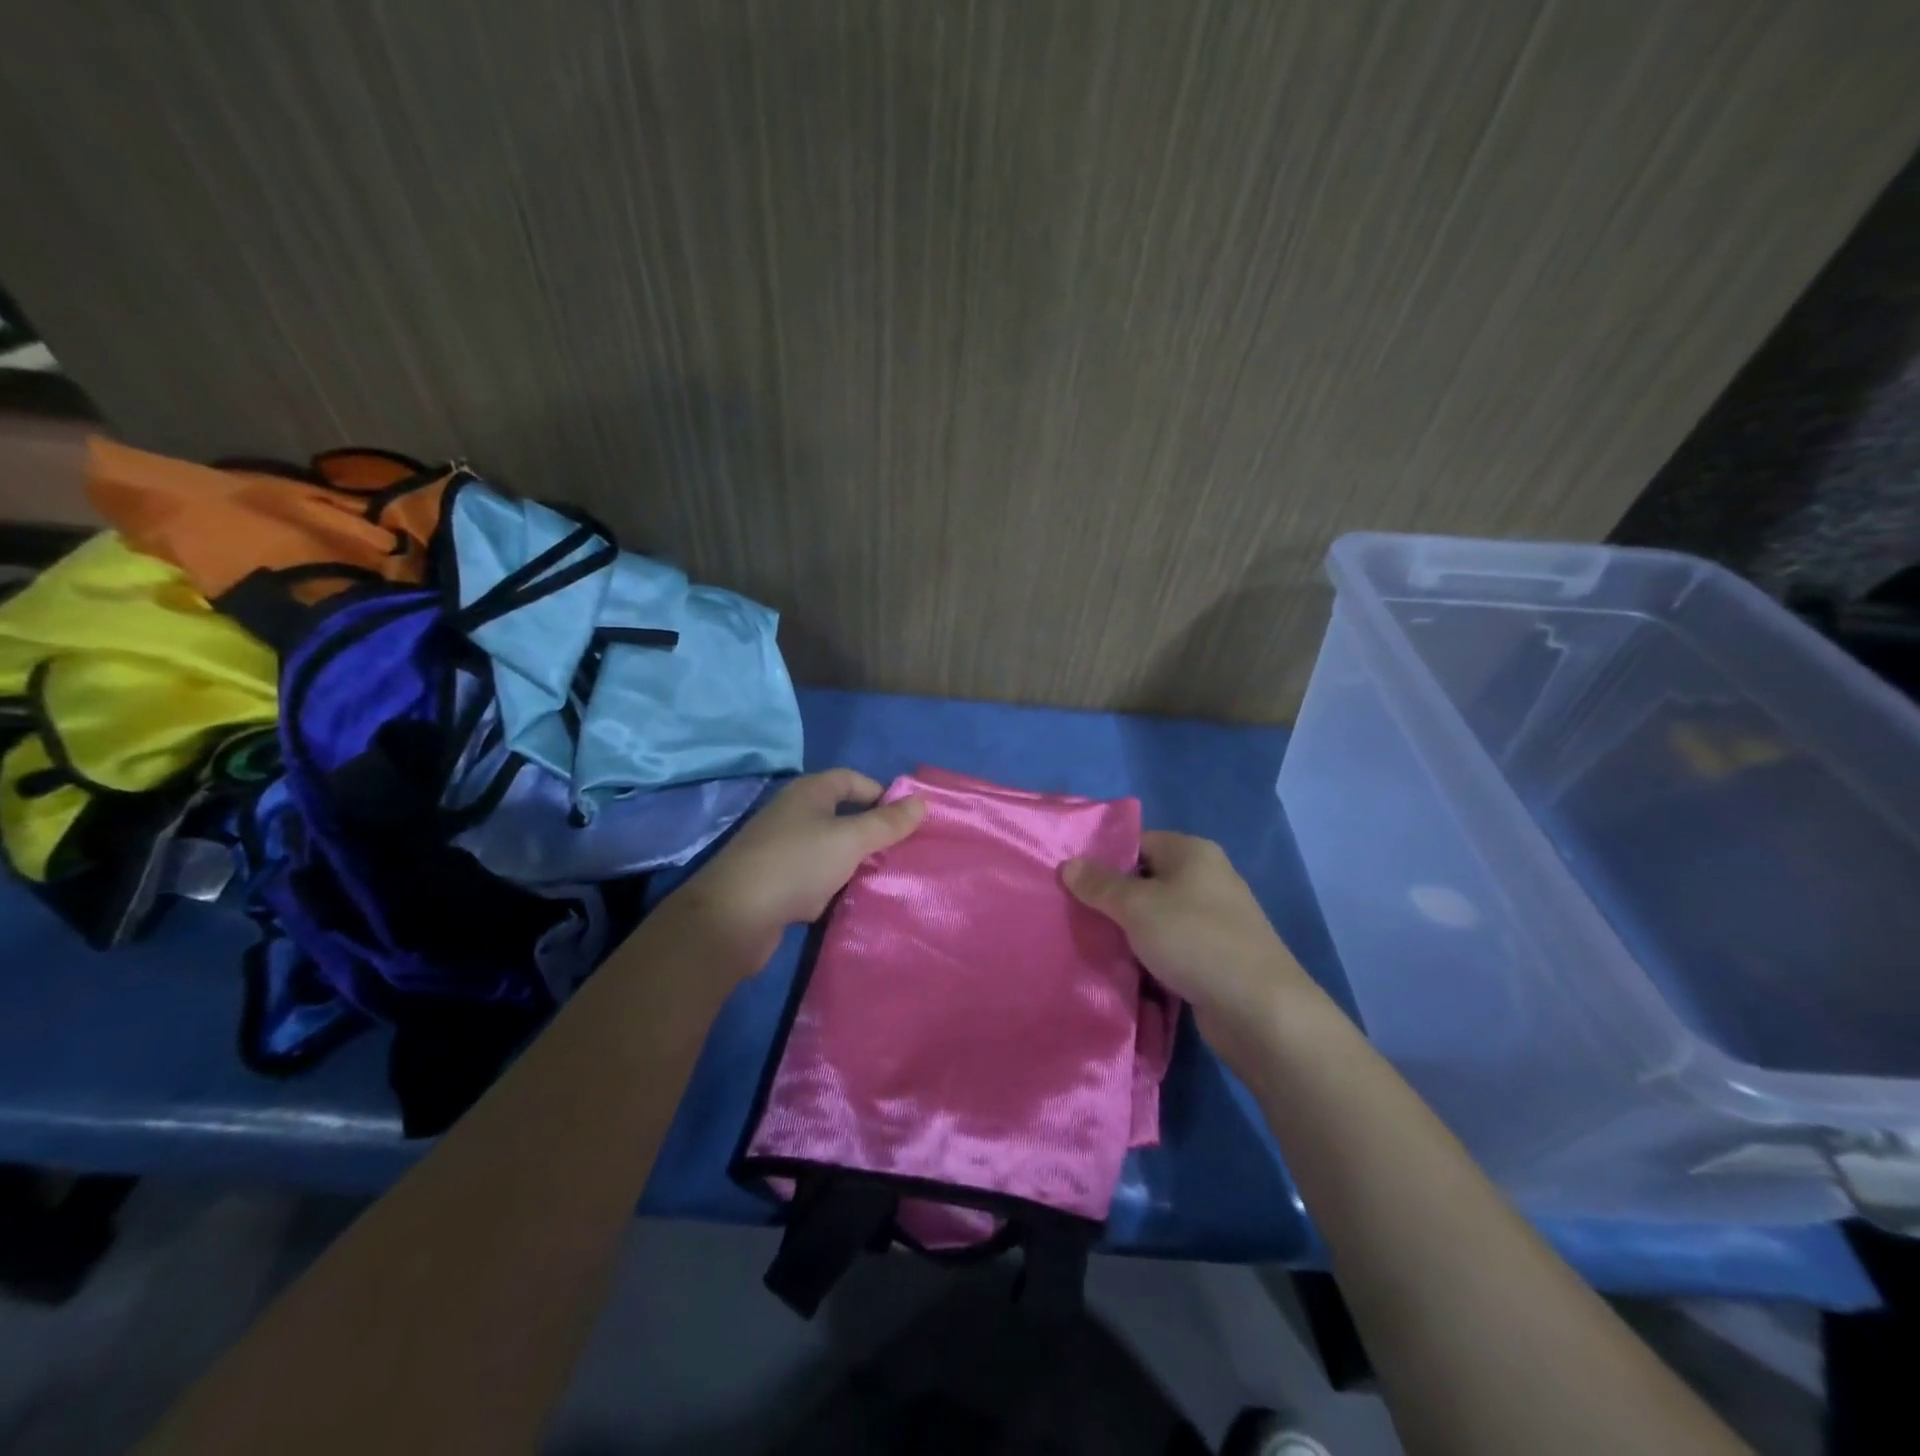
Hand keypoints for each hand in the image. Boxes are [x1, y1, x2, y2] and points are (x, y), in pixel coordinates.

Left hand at [673, 769, 925, 972]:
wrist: (733, 917)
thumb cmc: (797, 864)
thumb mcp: (850, 840)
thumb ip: (887, 823)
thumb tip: (922, 801)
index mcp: (808, 793)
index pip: (851, 779)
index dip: (880, 794)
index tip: (906, 820)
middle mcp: (792, 814)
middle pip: (841, 814)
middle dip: (871, 832)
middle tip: (901, 852)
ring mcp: (780, 849)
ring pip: (828, 849)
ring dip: (852, 862)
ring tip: (882, 878)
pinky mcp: (774, 883)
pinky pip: (813, 877)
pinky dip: (831, 886)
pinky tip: (848, 902)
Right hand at [1062, 832, 1318, 1063]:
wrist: (1260, 1009)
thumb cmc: (1194, 940)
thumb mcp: (1136, 906)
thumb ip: (1099, 884)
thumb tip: (1068, 864)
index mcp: (1192, 852)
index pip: (1137, 842)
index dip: (1103, 859)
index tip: (1071, 882)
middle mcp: (1207, 878)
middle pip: (1146, 880)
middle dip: (1112, 899)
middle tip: (1074, 915)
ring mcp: (1215, 920)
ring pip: (1157, 917)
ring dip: (1129, 931)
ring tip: (1091, 943)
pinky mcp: (1216, 957)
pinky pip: (1172, 946)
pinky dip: (1149, 955)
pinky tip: (1124, 969)